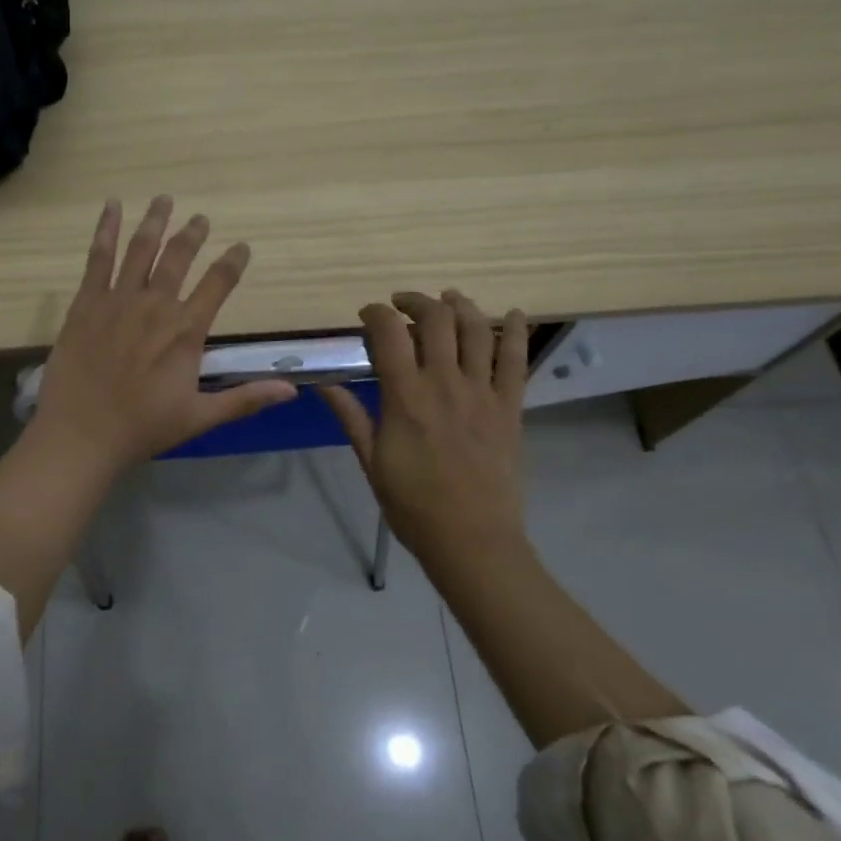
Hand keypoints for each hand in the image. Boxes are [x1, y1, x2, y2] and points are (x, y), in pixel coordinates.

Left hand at [30, 196, 297, 474]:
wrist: (82, 433)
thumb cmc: (143, 428)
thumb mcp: (200, 417)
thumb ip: (245, 399)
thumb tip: (292, 390)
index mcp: (186, 330)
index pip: (218, 284)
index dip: (233, 263)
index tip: (242, 247)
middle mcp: (156, 305)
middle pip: (178, 257)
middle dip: (192, 234)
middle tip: (200, 218)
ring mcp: (118, 300)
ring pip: (141, 249)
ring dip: (155, 221)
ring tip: (164, 199)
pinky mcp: (86, 302)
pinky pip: (98, 258)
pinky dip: (106, 230)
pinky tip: (111, 207)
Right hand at [321, 292, 529, 576]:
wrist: (471, 539)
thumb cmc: (412, 505)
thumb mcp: (371, 462)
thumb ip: (351, 416)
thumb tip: (323, 384)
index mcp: (405, 398)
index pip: (389, 333)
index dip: (376, 313)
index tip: (367, 314)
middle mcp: (445, 383)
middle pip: (436, 319)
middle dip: (416, 301)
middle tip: (404, 305)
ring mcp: (483, 392)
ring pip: (477, 329)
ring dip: (461, 305)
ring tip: (449, 300)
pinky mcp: (510, 406)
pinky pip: (518, 359)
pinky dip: (516, 331)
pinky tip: (513, 313)